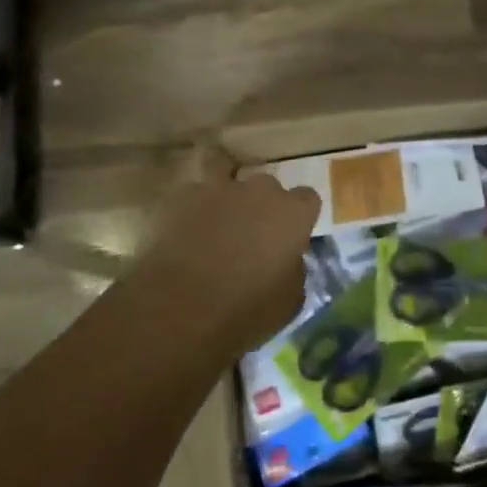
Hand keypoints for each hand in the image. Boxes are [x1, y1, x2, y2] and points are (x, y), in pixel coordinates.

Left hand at [124, 172, 320, 358]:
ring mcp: (219, 188)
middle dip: (262, 204)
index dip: (298, 217)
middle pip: (267, 186)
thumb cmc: (245, 311)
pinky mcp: (181, 197)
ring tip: (218, 217)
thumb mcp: (289, 301)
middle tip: (252, 233)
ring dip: (227, 194)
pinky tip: (186, 228)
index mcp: (293, 214)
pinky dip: (192, 207)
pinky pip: (193, 194)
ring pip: (227, 175)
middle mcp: (260, 191)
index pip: (307, 199)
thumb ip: (294, 269)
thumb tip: (287, 261)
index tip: (290, 237)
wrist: (179, 310)